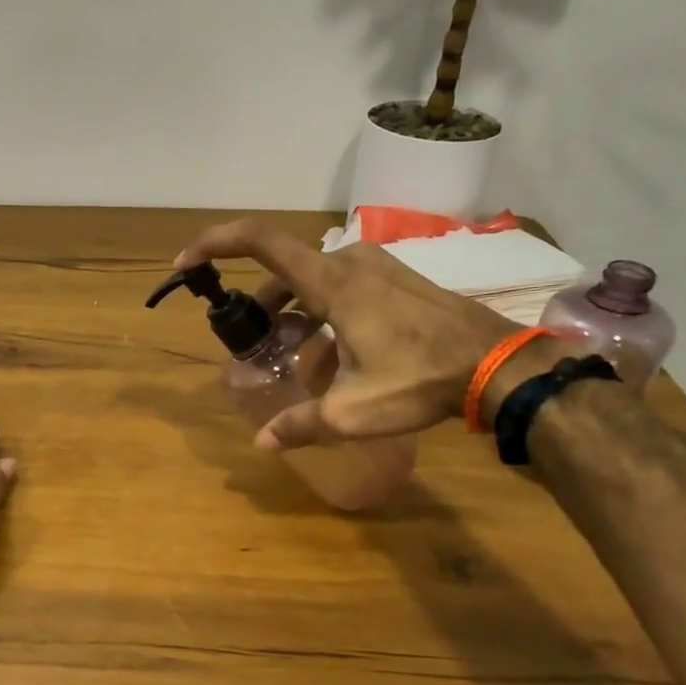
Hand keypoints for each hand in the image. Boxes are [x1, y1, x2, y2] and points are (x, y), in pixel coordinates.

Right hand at [174, 219, 537, 448]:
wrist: (498, 365)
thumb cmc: (420, 380)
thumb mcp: (352, 411)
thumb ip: (300, 423)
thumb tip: (261, 443)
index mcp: (332, 281)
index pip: (260, 241)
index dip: (215, 244)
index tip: (186, 263)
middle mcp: (350, 262)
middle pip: (283, 273)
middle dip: (260, 308)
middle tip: (251, 346)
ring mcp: (377, 268)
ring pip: (313, 283)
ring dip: (293, 316)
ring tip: (292, 360)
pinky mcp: (396, 280)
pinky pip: (342, 289)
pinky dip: (323, 316)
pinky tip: (334, 359)